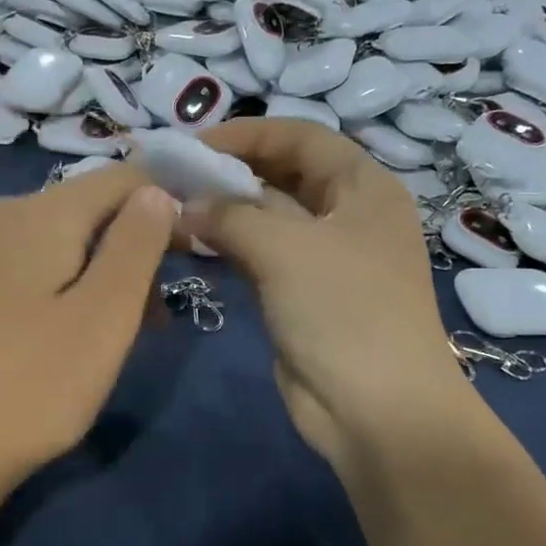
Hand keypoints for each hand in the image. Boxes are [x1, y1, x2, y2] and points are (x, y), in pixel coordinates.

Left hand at [0, 166, 175, 496]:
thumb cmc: (34, 384)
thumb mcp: (105, 315)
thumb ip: (136, 244)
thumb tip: (155, 191)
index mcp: (39, 212)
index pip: (121, 178)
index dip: (165, 205)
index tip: (193, 256)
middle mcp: (0, 213)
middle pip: (89, 210)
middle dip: (132, 250)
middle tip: (156, 318)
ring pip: (59, 240)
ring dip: (101, 273)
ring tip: (118, 334)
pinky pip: (28, 264)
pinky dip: (63, 285)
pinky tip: (65, 334)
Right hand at [184, 119, 478, 483]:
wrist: (376, 411)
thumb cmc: (344, 311)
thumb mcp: (286, 248)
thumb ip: (229, 216)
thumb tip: (183, 206)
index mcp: (363, 187)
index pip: (300, 137)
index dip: (247, 134)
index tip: (192, 145)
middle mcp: (346, 215)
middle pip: (281, 175)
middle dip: (228, 173)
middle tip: (172, 177)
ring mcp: (323, 258)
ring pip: (265, 219)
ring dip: (221, 212)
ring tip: (169, 209)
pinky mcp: (299, 295)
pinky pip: (258, 256)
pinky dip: (226, 247)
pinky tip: (188, 244)